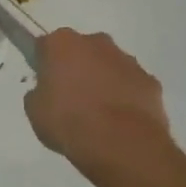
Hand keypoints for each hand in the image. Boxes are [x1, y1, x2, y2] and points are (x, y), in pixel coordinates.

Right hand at [25, 29, 173, 171]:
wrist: (122, 144)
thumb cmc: (69, 123)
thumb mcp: (35, 111)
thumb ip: (38, 93)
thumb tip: (47, 91)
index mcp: (62, 44)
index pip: (46, 46)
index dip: (44, 64)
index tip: (44, 83)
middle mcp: (96, 42)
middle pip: (80, 50)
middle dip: (77, 67)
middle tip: (71, 98)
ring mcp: (127, 60)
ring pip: (108, 65)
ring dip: (103, 81)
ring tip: (99, 114)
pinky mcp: (149, 80)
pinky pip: (131, 84)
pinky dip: (125, 96)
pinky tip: (121, 121)